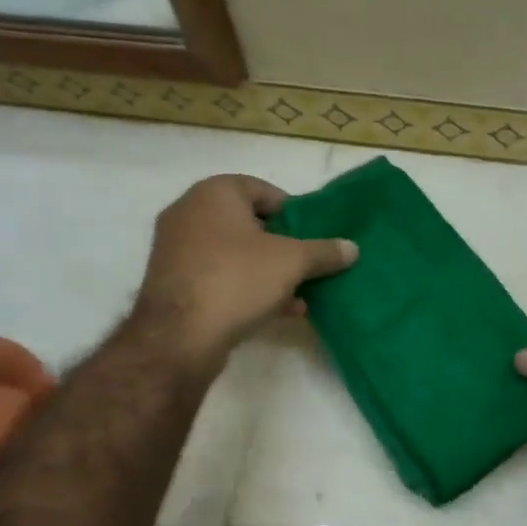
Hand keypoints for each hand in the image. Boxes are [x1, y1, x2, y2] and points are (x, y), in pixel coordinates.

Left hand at [136, 175, 356, 362]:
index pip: (263, 190)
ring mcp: (177, 249)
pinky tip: (277, 310)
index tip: (313, 235)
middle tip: (308, 264)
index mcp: (214, 193)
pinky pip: (219, 276)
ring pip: (235, 253)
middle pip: (249, 223)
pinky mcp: (174, 282)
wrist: (179, 335)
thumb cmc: (237, 280)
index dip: (293, 212)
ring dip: (268, 271)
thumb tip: (352, 248)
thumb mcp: (292, 262)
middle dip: (282, 245)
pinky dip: (246, 287)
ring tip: (299, 293)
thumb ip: (324, 252)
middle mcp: (189, 213)